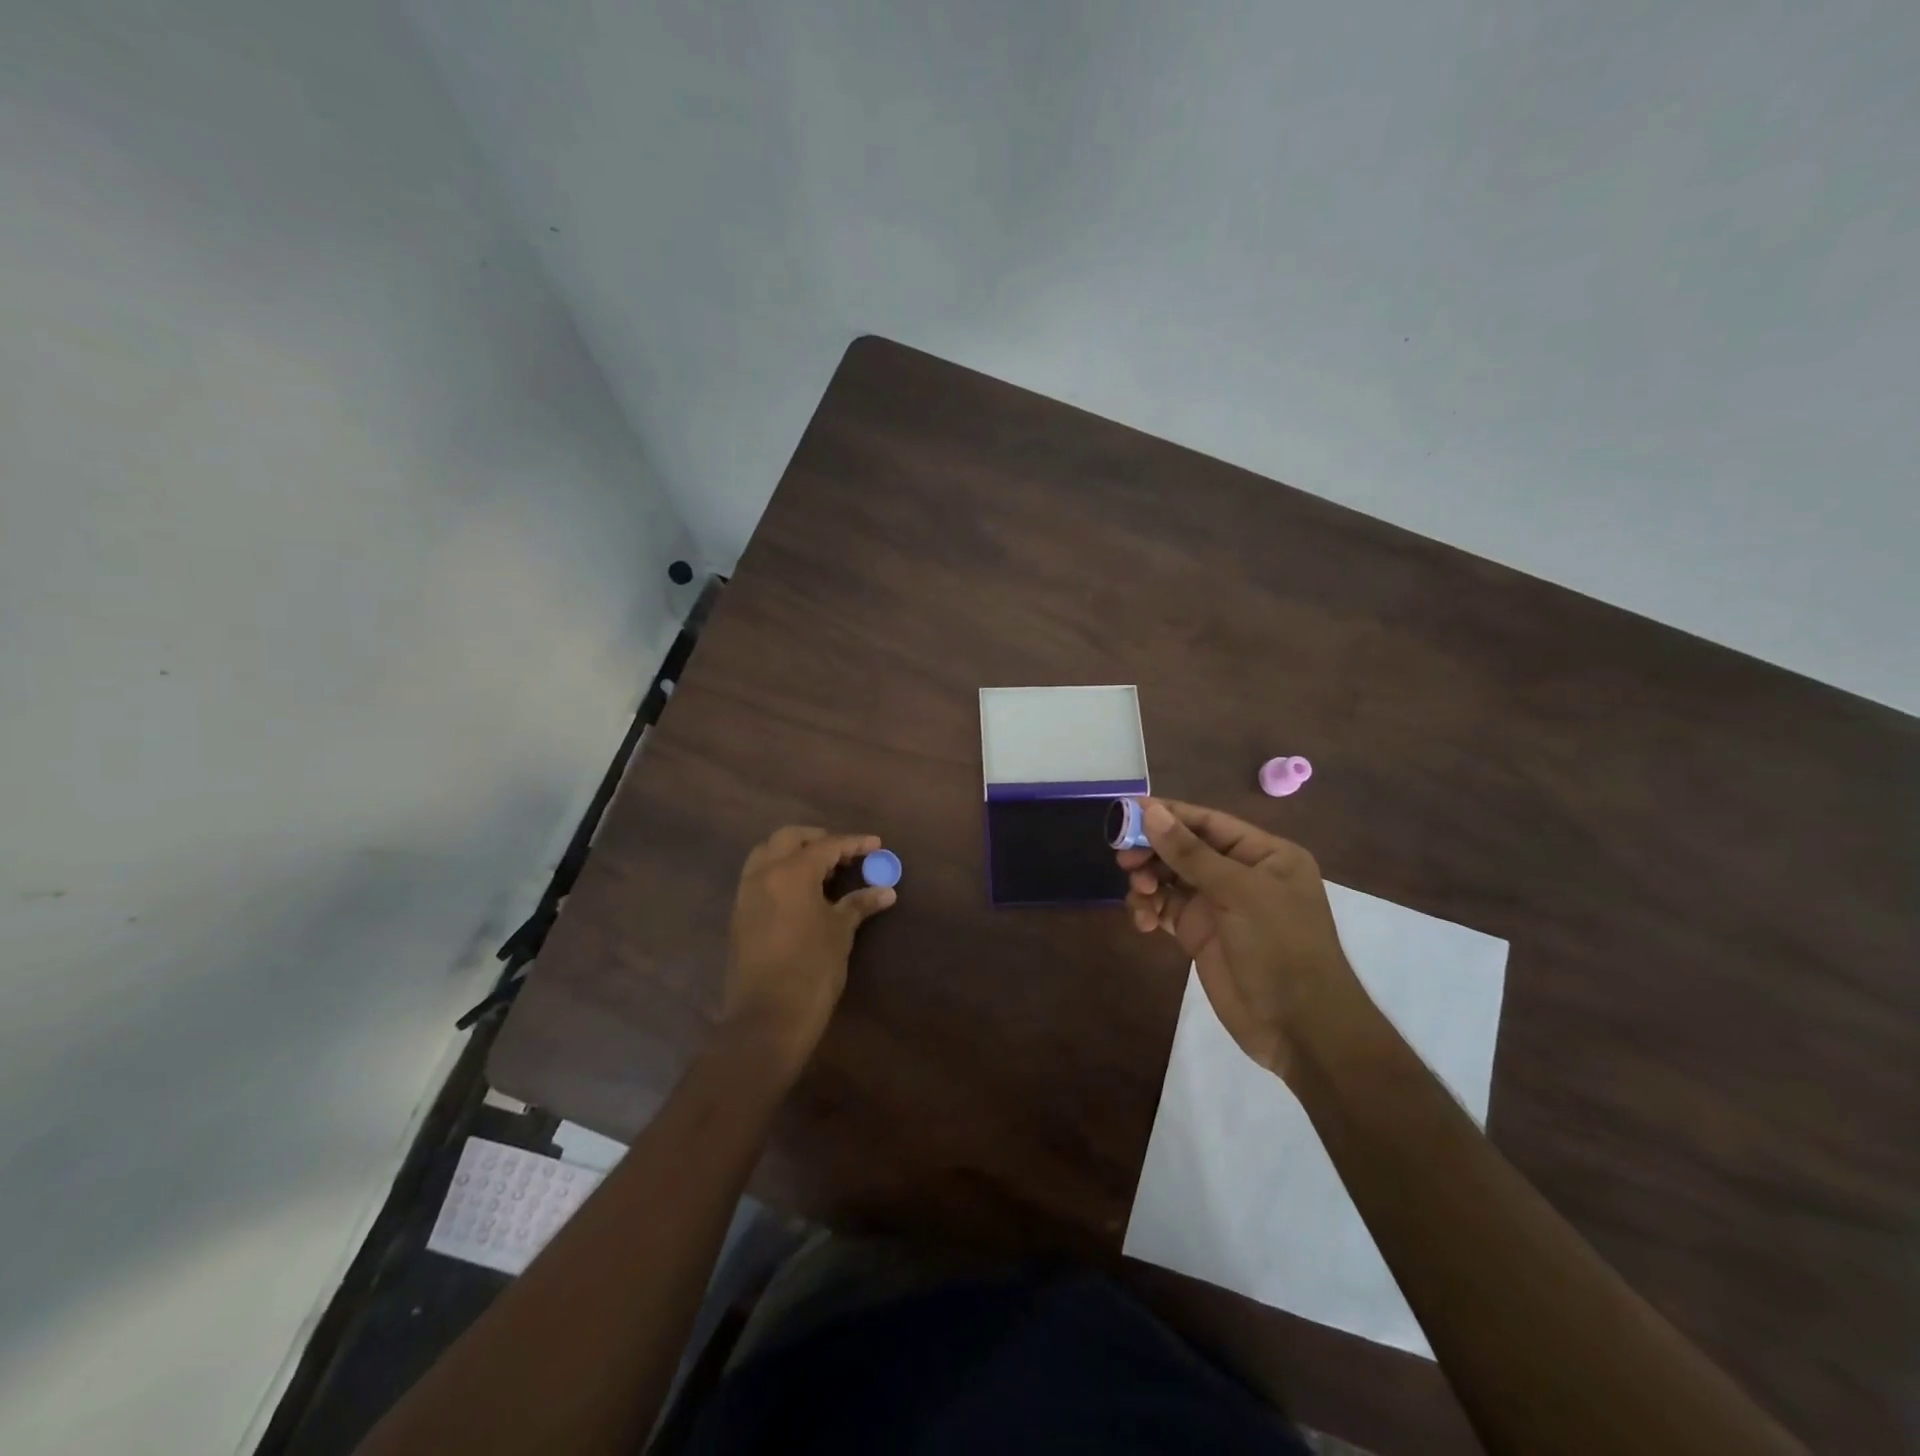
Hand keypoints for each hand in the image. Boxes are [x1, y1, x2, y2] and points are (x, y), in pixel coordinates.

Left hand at [719, 826, 895, 1076]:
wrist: (767, 1018)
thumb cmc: (811, 969)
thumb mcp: (840, 932)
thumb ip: (860, 903)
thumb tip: (886, 890)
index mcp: (791, 872)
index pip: (826, 846)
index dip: (854, 843)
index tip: (876, 844)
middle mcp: (763, 874)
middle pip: (789, 838)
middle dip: (818, 839)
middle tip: (844, 854)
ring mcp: (746, 893)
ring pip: (767, 853)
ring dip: (794, 852)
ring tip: (823, 871)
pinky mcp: (739, 914)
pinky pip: (759, 876)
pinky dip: (780, 872)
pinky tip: (802, 892)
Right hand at [1119, 798, 1369, 1078]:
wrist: (1300, 1029)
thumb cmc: (1281, 948)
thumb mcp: (1239, 893)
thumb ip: (1191, 853)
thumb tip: (1151, 811)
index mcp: (1264, 854)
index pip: (1208, 822)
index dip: (1168, 815)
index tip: (1126, 813)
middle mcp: (1240, 873)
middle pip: (1183, 848)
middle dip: (1153, 851)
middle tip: (1124, 860)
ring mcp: (1218, 905)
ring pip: (1169, 878)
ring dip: (1147, 882)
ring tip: (1140, 896)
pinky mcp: (1198, 933)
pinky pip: (1165, 908)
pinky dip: (1149, 909)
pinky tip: (1143, 922)